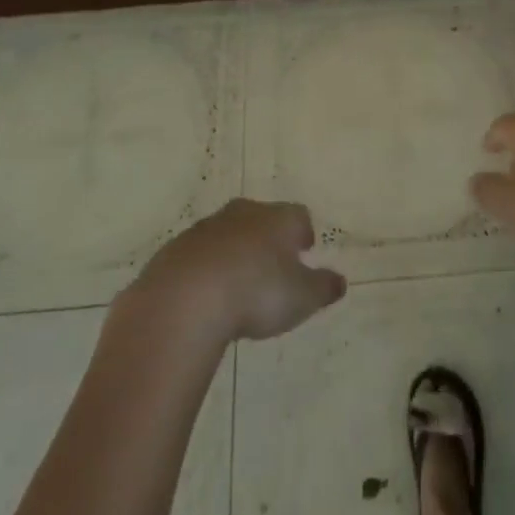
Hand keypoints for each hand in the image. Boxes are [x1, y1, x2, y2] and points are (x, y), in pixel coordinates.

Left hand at [134, 199, 347, 343]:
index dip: (303, 231)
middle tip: (272, 263)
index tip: (304, 250)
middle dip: (267, 237)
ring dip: (234, 252)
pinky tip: (205, 296)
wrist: (184, 300)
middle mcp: (243, 214)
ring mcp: (205, 229)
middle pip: (261, 218)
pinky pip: (197, 256)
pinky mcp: (174, 250)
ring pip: (227, 234)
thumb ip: (323, 287)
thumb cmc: (256, 293)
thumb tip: (340, 281)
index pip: (298, 215)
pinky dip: (205, 269)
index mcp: (277, 219)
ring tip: (237, 283)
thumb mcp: (302, 297)